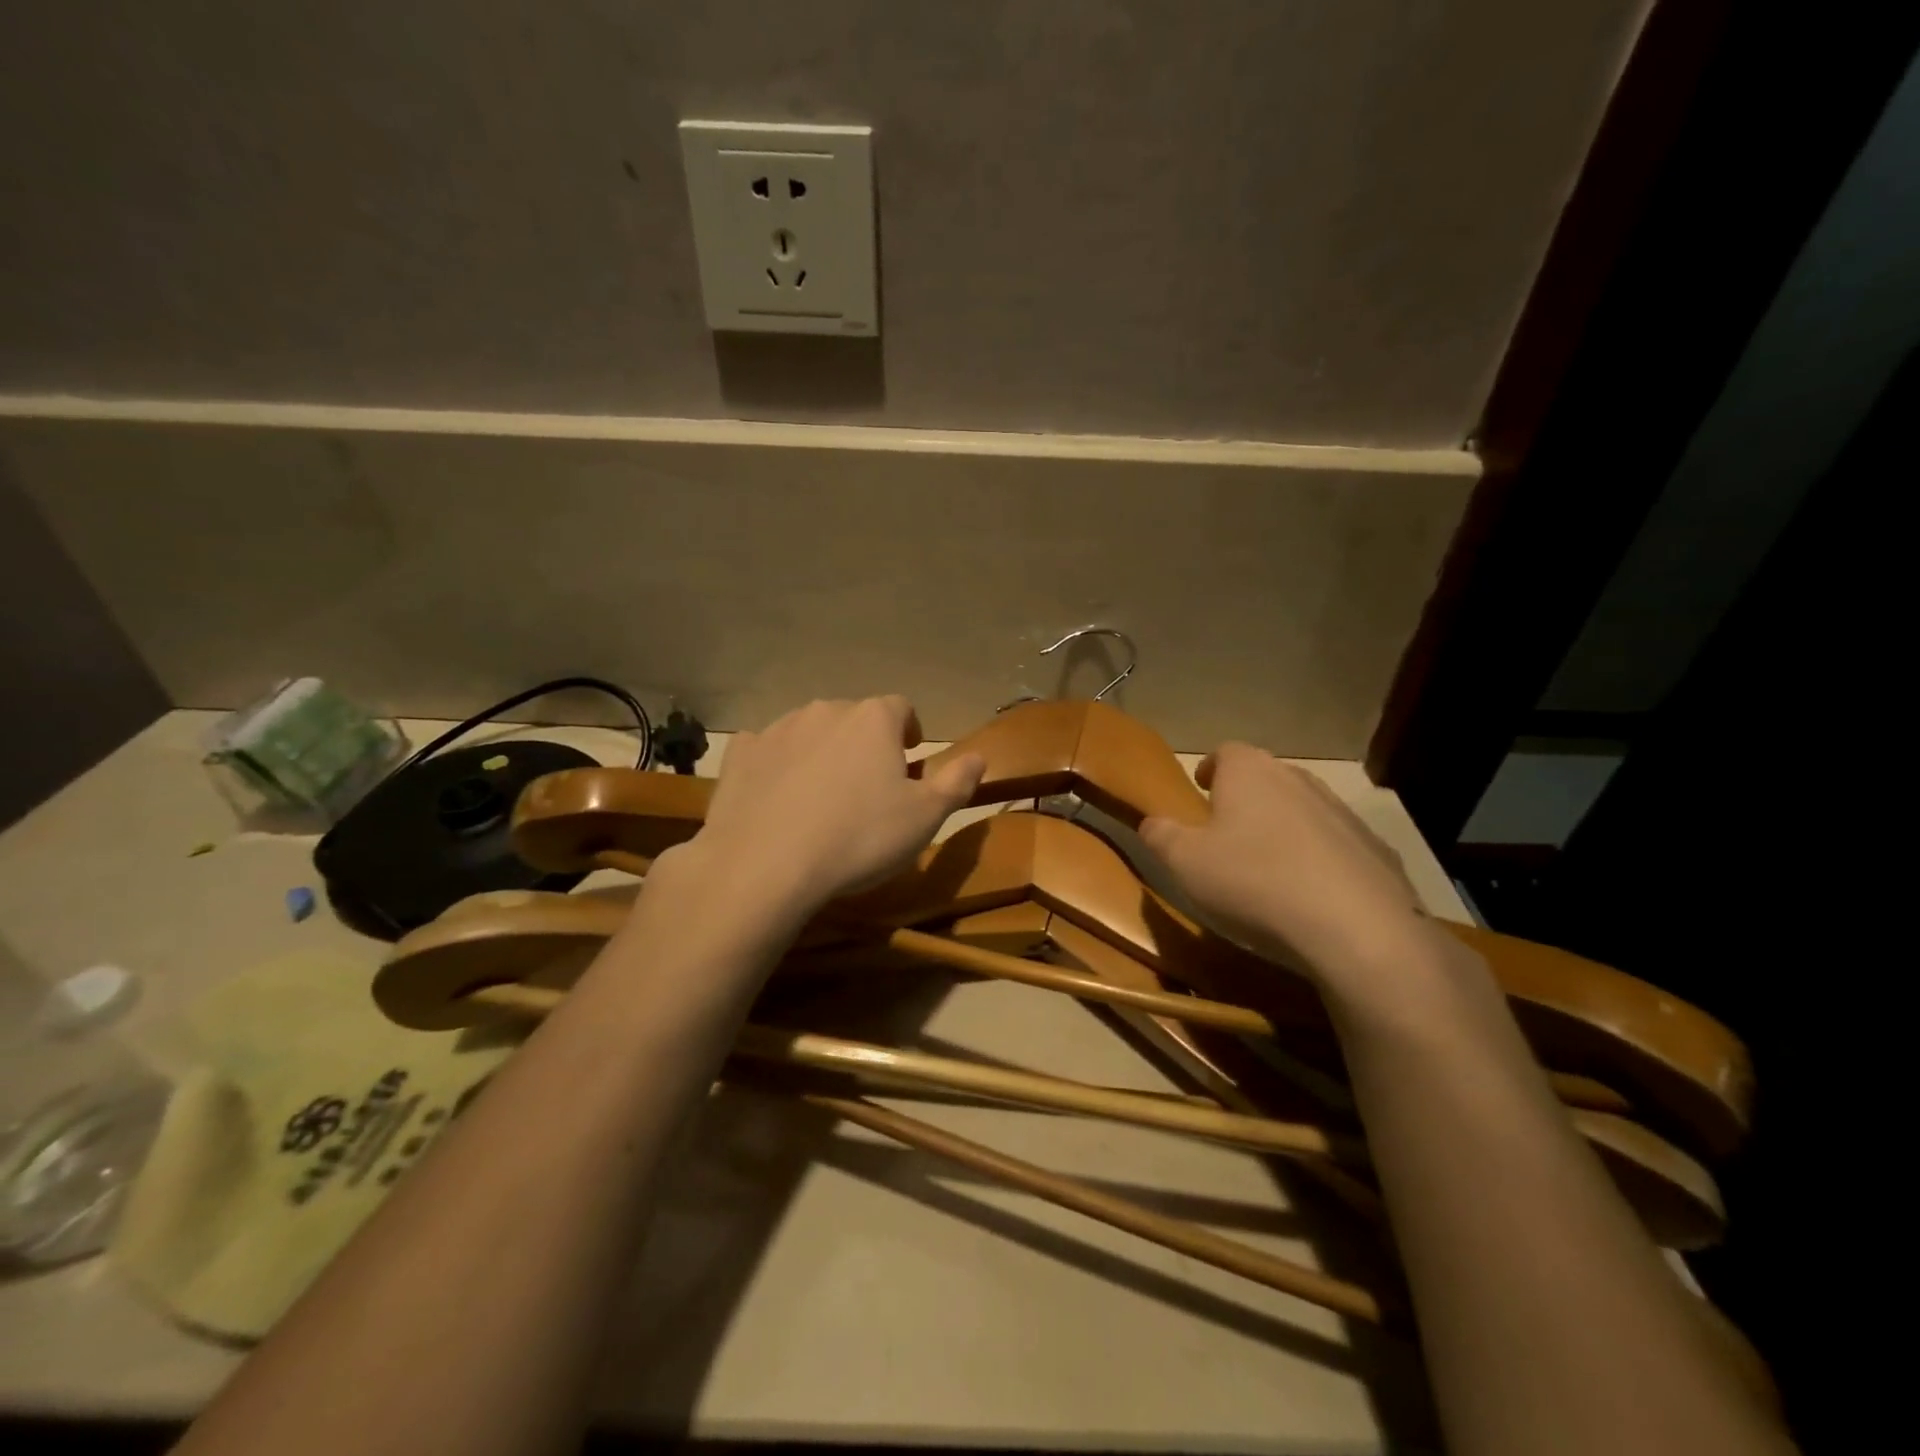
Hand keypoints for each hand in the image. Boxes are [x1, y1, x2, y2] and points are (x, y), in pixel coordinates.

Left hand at [690, 696, 984, 916]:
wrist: (766, 864)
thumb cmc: (859, 838)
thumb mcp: (925, 818)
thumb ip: (956, 782)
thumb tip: (979, 756)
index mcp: (873, 720)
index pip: (901, 708)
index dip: (909, 731)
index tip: (909, 758)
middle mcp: (825, 710)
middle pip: (854, 719)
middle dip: (864, 744)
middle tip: (868, 787)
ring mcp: (778, 729)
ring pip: (810, 732)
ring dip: (822, 753)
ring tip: (823, 797)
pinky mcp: (741, 754)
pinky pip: (766, 750)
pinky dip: (777, 766)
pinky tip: (778, 799)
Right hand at [1138, 742, 1426, 987]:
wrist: (1356, 928)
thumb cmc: (1253, 882)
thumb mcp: (1185, 863)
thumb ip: (1161, 836)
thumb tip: (1150, 822)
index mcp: (1250, 773)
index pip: (1226, 751)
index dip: (1210, 768)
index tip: (1201, 789)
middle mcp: (1298, 779)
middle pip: (1266, 777)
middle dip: (1246, 798)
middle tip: (1228, 831)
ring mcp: (1342, 812)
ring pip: (1303, 809)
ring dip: (1284, 827)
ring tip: (1268, 865)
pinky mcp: (1375, 849)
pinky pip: (1337, 845)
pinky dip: (1320, 858)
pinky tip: (1311, 894)